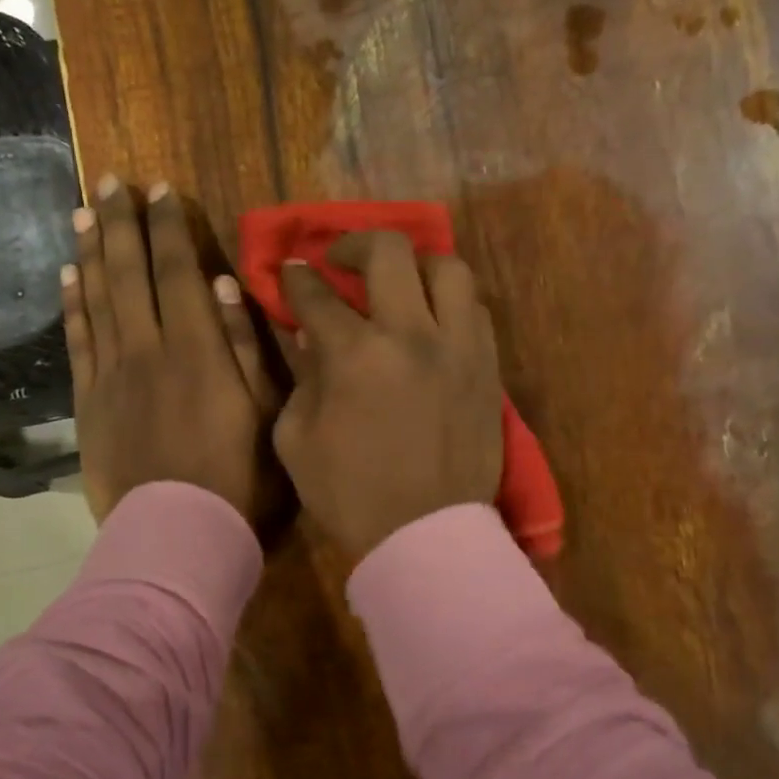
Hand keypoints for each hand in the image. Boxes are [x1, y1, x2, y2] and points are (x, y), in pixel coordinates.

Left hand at [63, 177, 279, 524]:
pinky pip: (76, 341)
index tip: (158, 189)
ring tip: (83, 212)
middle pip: (128, 272)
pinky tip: (66, 275)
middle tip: (110, 181)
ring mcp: (111, 374)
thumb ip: (246, 346)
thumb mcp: (267, 412)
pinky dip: (70, 304)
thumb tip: (222, 285)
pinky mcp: (89, 402)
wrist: (179, 534)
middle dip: (120, 222)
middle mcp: (147, 348)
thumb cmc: (239, 477)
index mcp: (196, 348)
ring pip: (96, 298)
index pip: (177, 270)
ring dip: (90, 250)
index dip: (167, 226)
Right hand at [272, 231, 502, 560]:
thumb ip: (302, 378)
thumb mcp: (297, 440)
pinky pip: (474, 309)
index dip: (296, 278)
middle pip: (389, 251)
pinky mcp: (487, 366)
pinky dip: (448, 301)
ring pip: (448, 268)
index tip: (291, 272)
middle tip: (340, 260)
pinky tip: (432, 316)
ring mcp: (459, 347)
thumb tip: (315, 338)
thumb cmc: (350, 494)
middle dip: (353, 243)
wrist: (425, 536)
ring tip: (398, 280)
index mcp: (356, 355)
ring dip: (414, 264)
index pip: (317, 294)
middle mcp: (412, 335)